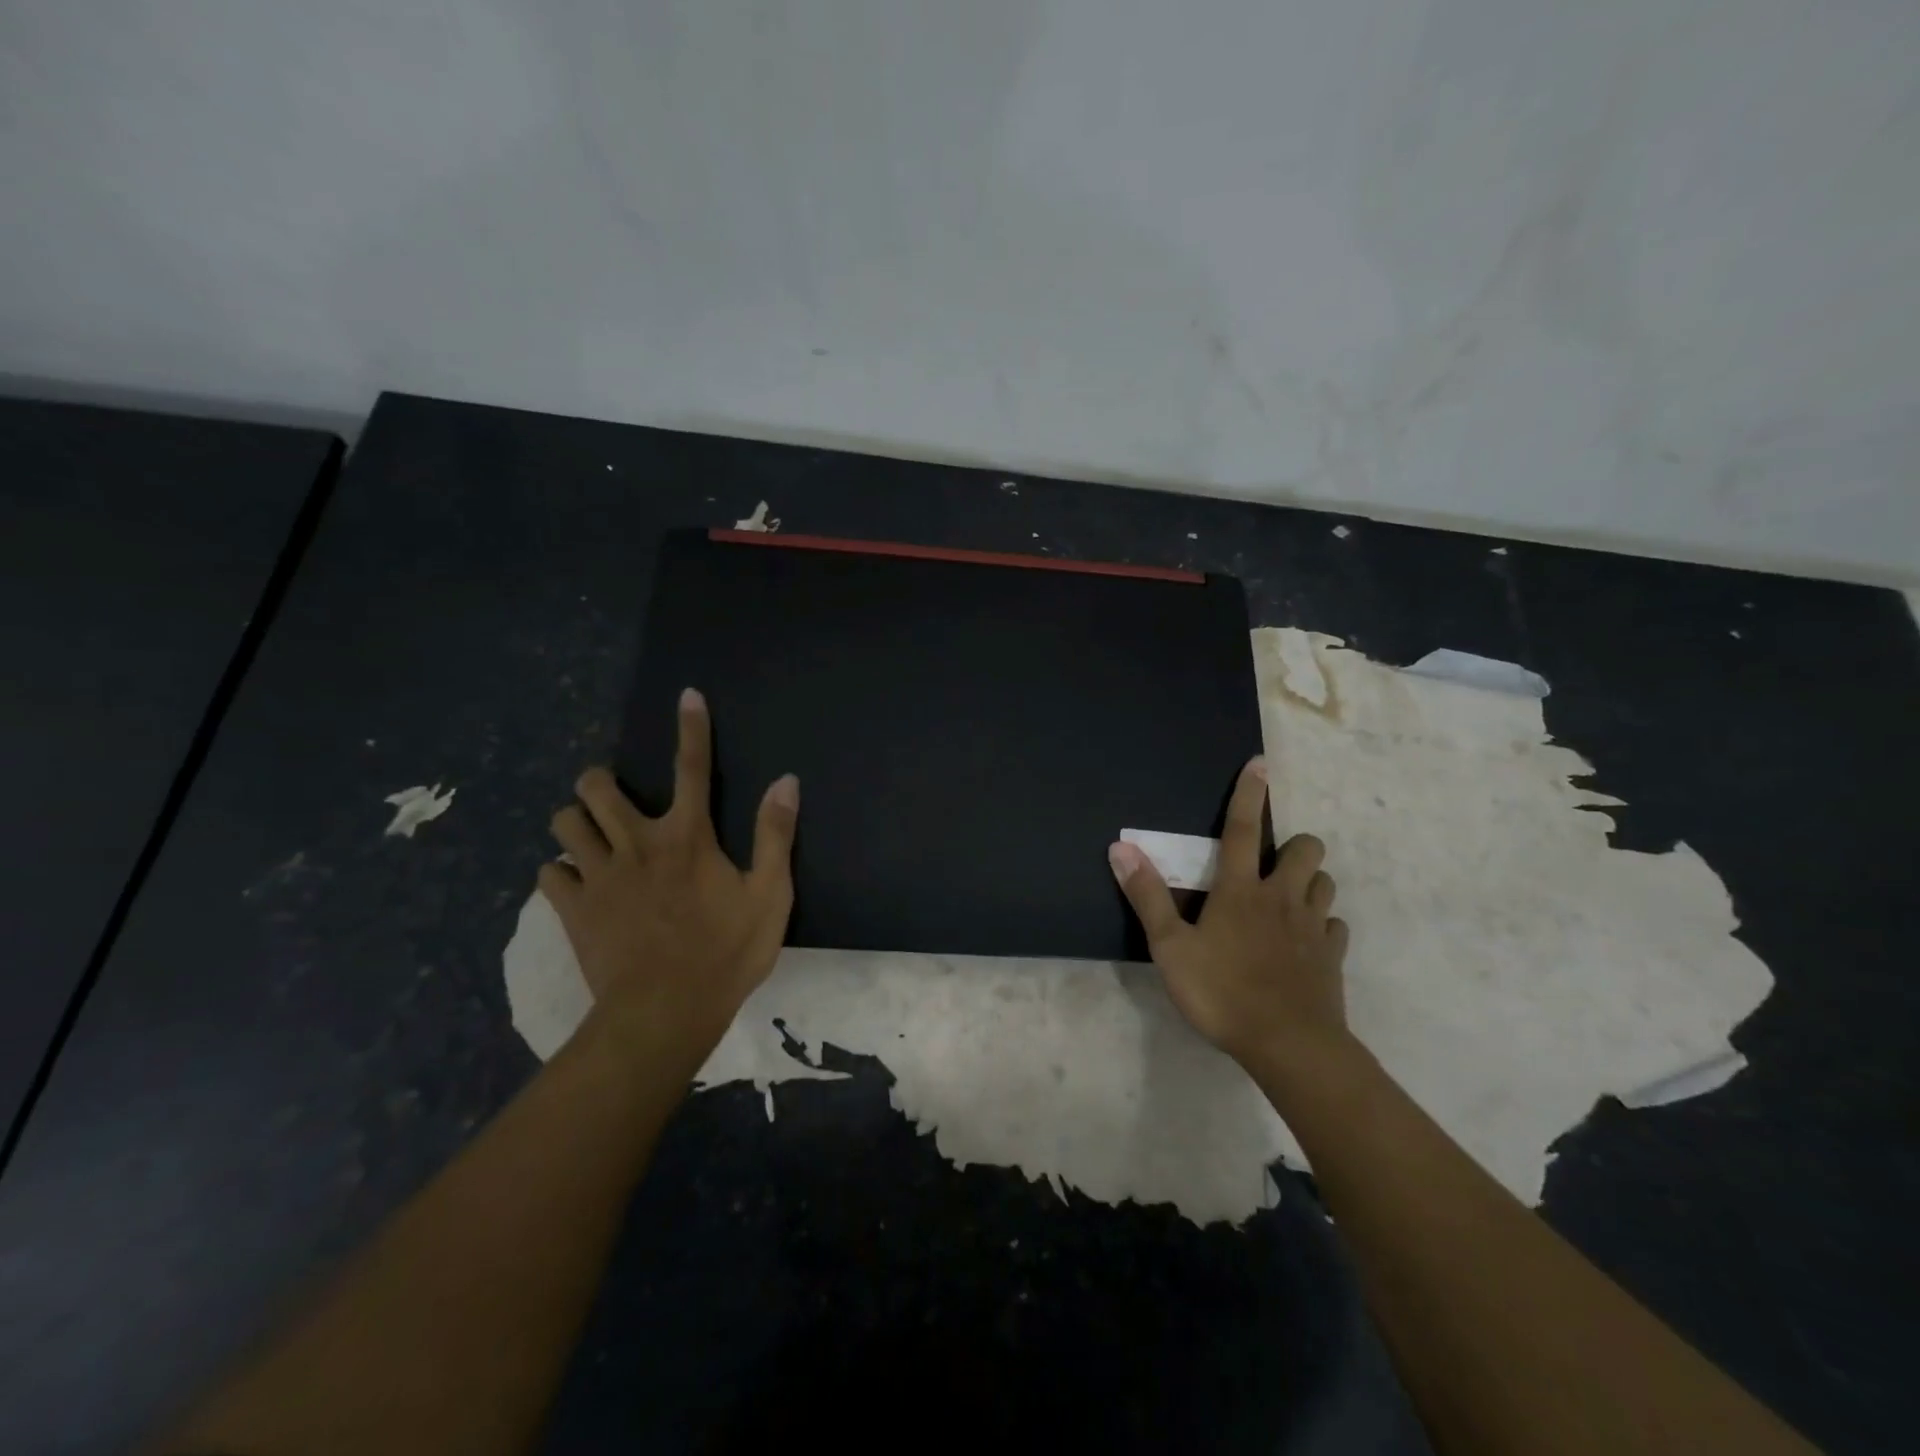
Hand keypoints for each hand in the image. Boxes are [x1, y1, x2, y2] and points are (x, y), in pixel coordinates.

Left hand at [539, 688, 797, 1057]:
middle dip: (600, 781)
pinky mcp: (572, 909)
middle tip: (614, 798)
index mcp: (688, 836)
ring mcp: (598, 876)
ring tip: (592, 839)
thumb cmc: (726, 953)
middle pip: (596, 787)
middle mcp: (637, 843)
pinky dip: (561, 872)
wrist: (665, 1013)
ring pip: (563, 824)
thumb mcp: (770, 895)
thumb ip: (775, 835)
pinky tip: (576, 886)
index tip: (687, 694)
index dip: (692, 727)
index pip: (693, 767)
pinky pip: (549, 874)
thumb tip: (785, 781)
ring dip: (575, 823)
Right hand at [1109, 756, 1351, 1071]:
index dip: (1249, 795)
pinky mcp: (1333, 956)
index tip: (1260, 765)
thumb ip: (1147, 896)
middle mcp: (1281, 898)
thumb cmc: (1222, 992)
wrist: (1288, 1045)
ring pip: (1325, 883)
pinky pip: (1335, 927)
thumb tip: (1121, 847)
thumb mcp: (1170, 947)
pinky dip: (1323, 925)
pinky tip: (1307, 941)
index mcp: (1240, 889)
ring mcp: (1313, 927)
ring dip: (1310, 881)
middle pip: (1305, 849)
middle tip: (1272, 864)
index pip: (1242, 829)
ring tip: (1288, 897)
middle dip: (1294, 845)